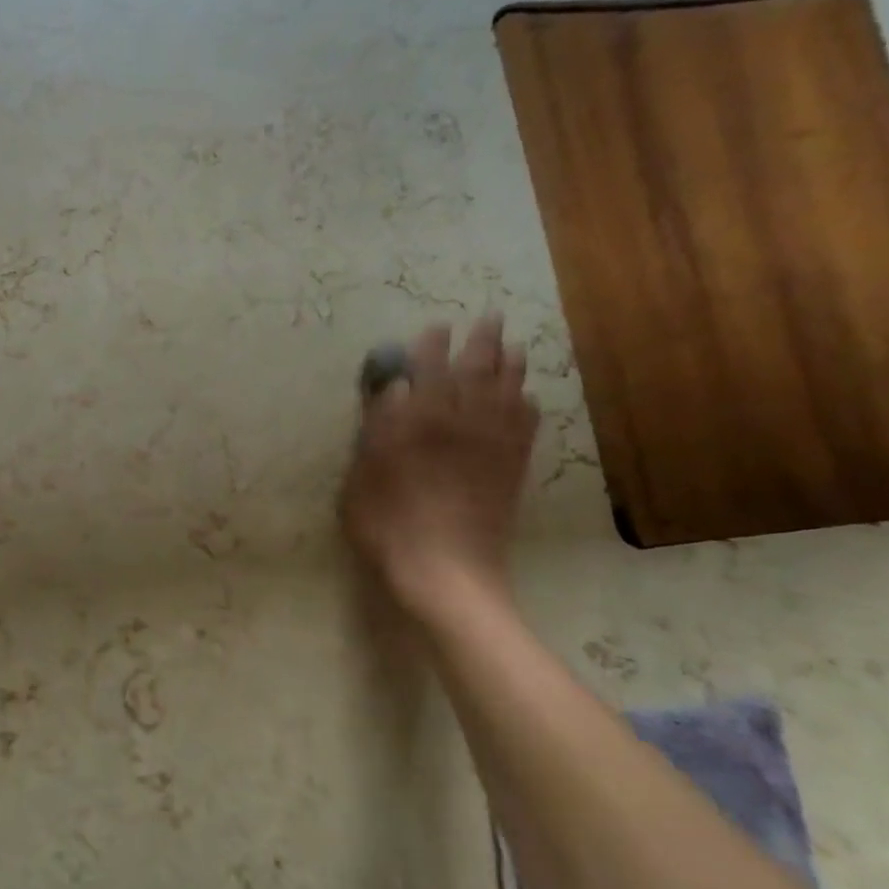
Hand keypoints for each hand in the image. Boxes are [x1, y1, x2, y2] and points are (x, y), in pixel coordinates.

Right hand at [340, 315, 539, 616]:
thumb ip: (377, 428)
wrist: (445, 570)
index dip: (432, 347)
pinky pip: (526, 426)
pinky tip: (526, 398)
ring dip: (511, 365)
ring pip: (509, 392)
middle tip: (488, 318)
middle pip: (477, 372)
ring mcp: (493, 446)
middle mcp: (463, 424)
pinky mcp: (511, 469)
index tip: (435, 327)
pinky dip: (527, 405)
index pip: (428, 372)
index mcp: (421, 423)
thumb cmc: (387, 525)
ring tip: (513, 346)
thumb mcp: (361, 477)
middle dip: (482, 342)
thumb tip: (394, 388)